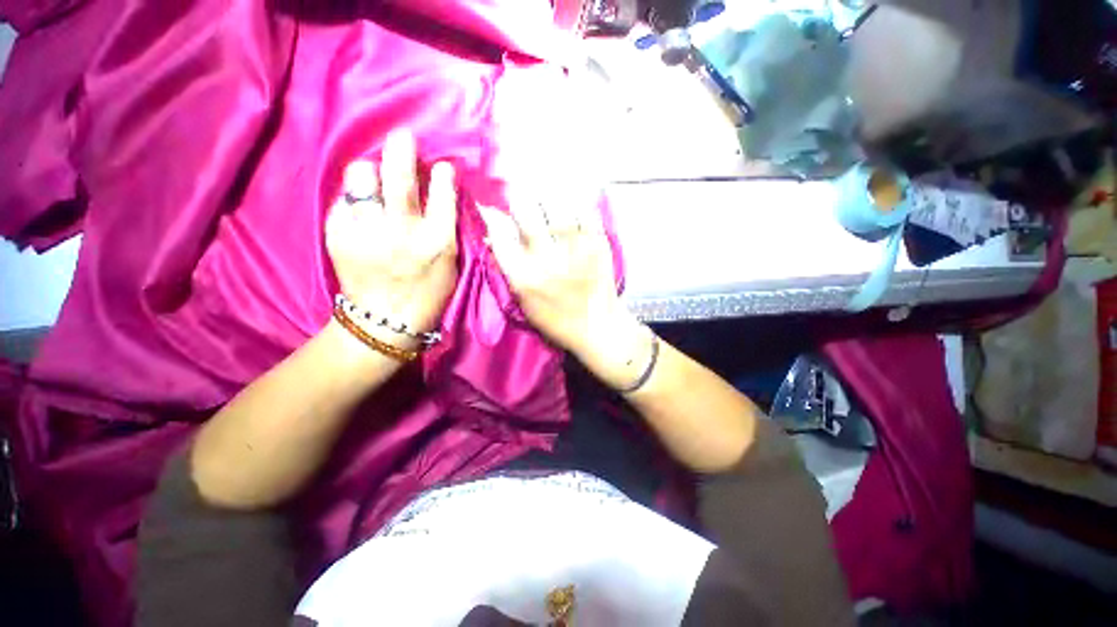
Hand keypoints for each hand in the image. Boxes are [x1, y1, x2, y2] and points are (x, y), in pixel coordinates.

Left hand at [326, 130, 458, 341]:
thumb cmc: (428, 292)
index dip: (442, 175)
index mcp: (437, 242)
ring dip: (370, 172)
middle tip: (402, 137)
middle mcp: (402, 231)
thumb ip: (446, 227)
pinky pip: (344, 200)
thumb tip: (440, 191)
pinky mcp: (337, 234)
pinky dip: (354, 200)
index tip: (441, 166)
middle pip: (398, 177)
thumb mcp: (450, 263)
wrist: (385, 320)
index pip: (442, 194)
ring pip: (361, 178)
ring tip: (375, 180)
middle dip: (401, 149)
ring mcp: (366, 231)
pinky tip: (362, 213)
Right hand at [478, 197, 641, 373]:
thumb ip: (508, 268)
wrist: (598, 327)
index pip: (500, 234)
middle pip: (526, 212)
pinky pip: (584, 208)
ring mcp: (576, 248)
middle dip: (518, 196)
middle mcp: (548, 259)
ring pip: (555, 203)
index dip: (492, 215)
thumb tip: (493, 233)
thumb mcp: (524, 302)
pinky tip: (569, 191)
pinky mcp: (599, 242)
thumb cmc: (557, 320)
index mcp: (525, 278)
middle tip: (517, 190)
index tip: (491, 205)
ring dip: (544, 189)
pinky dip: (574, 196)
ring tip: (541, 181)